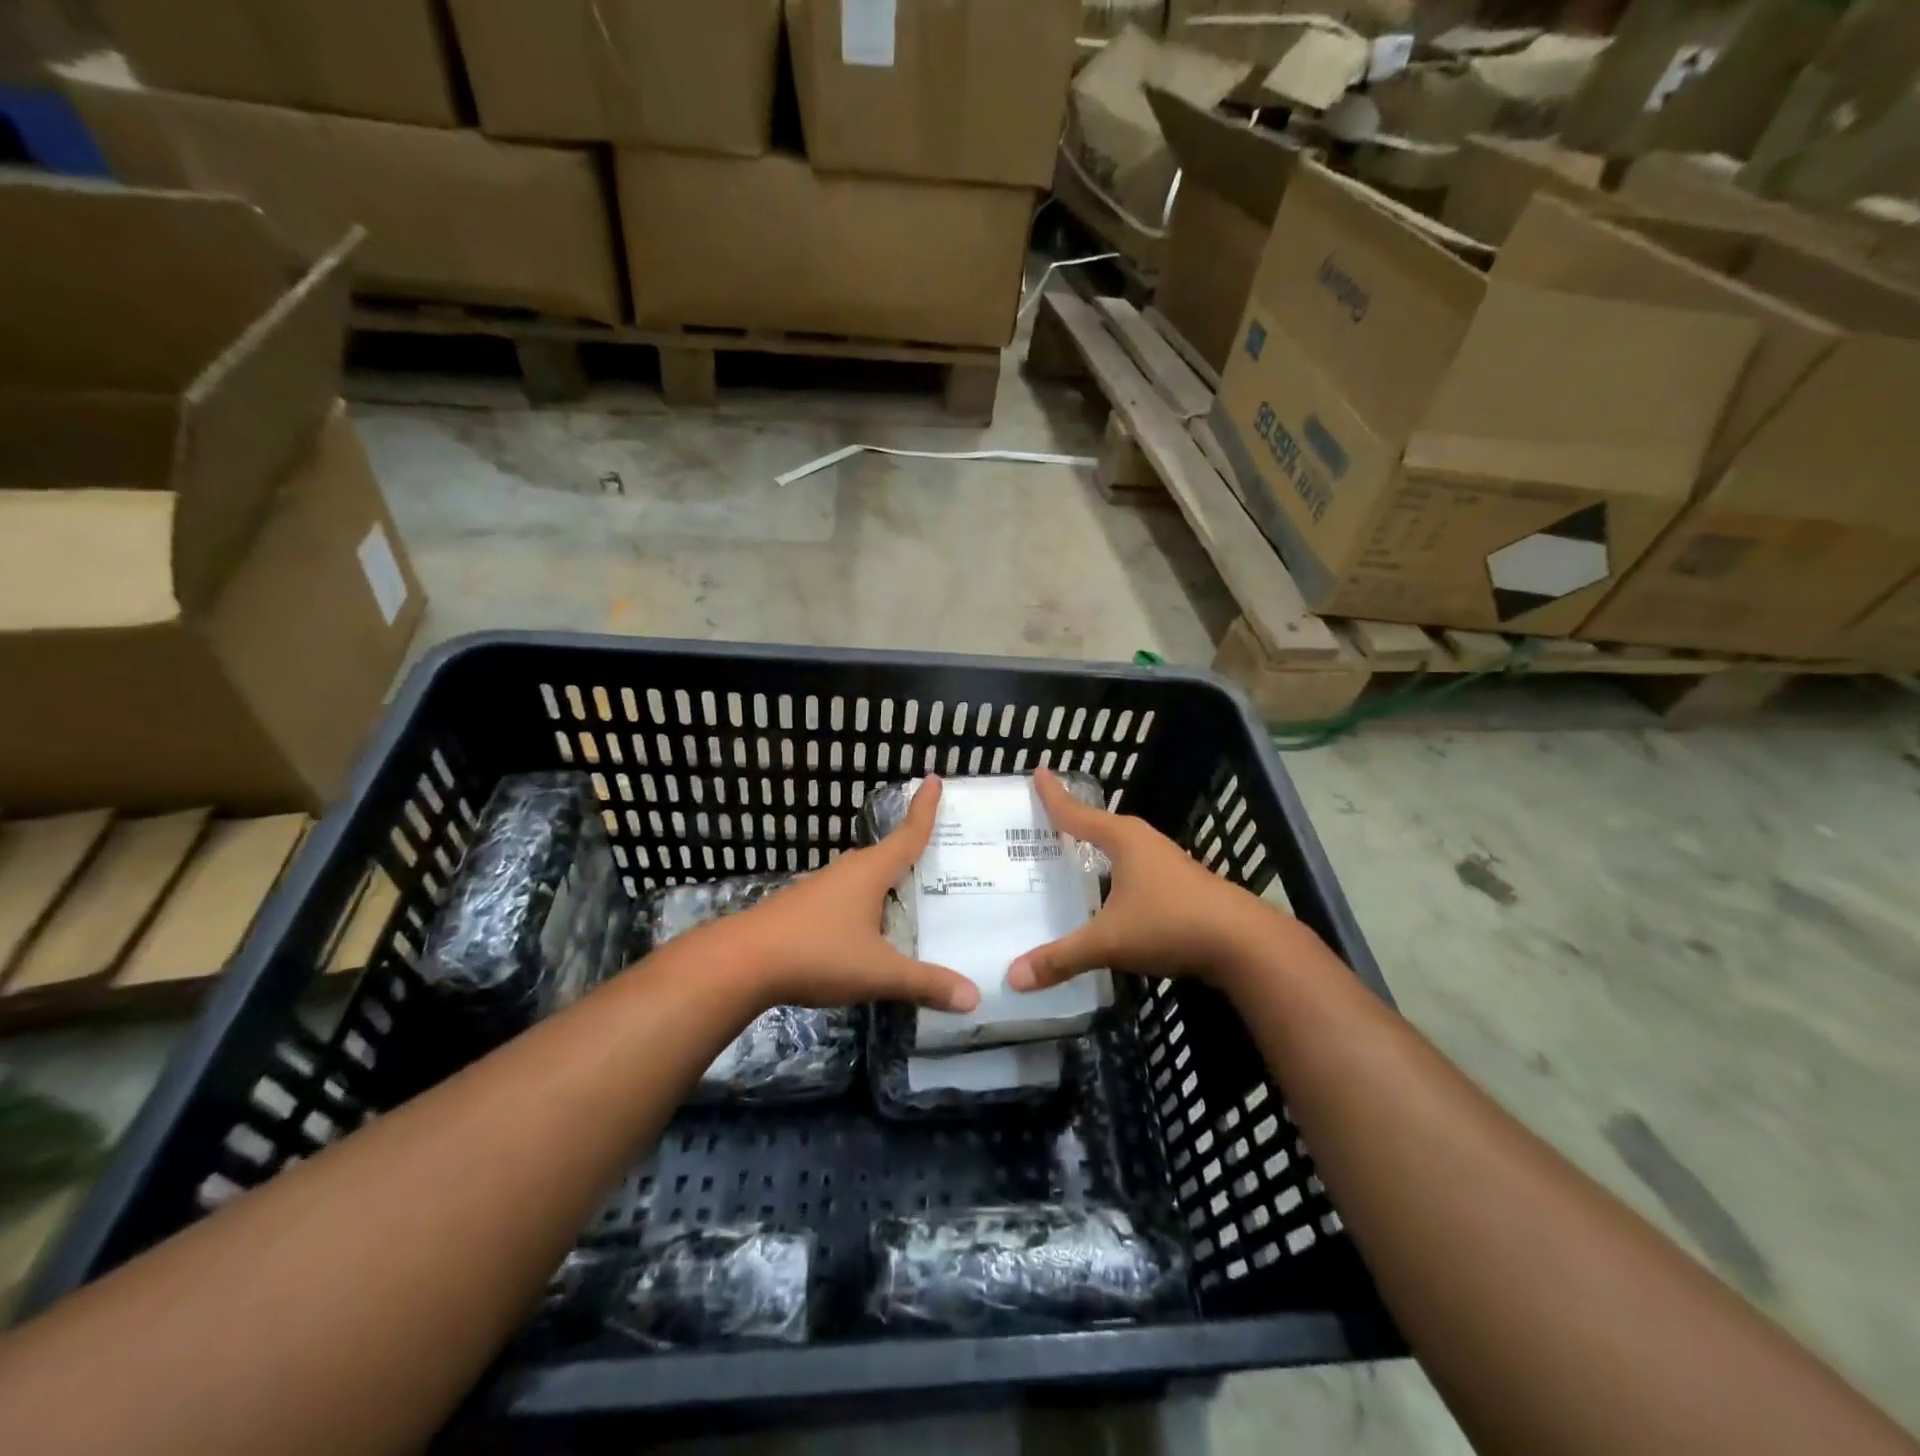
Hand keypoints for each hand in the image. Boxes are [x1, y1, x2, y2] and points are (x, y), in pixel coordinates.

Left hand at [701, 777, 979, 1014]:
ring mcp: (822, 888)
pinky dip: (868, 902)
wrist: (741, 963)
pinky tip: (870, 927)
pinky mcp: (804, 908)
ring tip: (913, 893)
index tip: (934, 778)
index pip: (908, 834)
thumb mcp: (878, 972)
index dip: (925, 808)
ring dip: (888, 880)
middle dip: (912, 849)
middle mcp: (848, 871)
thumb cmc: (817, 954)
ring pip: (865, 877)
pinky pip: (848, 896)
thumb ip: (925, 983)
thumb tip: (975, 997)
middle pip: (887, 854)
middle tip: (942, 852)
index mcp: (870, 872)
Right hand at [1008, 768, 1278, 993]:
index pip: (1077, 813)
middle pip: (1100, 825)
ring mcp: (1168, 863)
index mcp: (1123, 839)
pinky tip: (1111, 892)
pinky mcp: (1183, 885)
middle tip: (1045, 820)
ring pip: (1122, 848)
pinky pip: (1137, 869)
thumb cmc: (1170, 924)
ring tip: (1072, 854)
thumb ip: (1061, 958)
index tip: (1038, 771)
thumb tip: (1012, 977)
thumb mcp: (1108, 941)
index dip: (1054, 796)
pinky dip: (1117, 872)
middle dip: (1074, 822)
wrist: (1245, 943)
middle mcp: (1144, 842)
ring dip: (1098, 848)